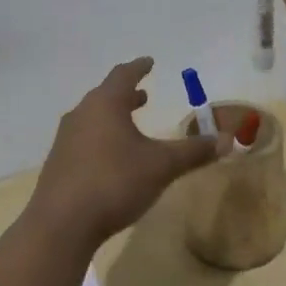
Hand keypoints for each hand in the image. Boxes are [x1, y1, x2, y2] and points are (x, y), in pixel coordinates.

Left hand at [26, 57, 223, 252]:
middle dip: (126, 94)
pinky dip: (101, 137)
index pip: (123, 75)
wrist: (61, 224)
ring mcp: (66, 139)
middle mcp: (82, 114)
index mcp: (105, 104)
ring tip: (130, 124)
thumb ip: (193, 152)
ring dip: (113, 117)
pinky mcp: (58, 163)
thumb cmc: (114, 182)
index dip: (139, 67)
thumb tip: (227, 140)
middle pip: (106, 95)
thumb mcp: (161, 166)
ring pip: (93, 118)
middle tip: (143, 96)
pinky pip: (84, 139)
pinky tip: (111, 157)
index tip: (149, 61)